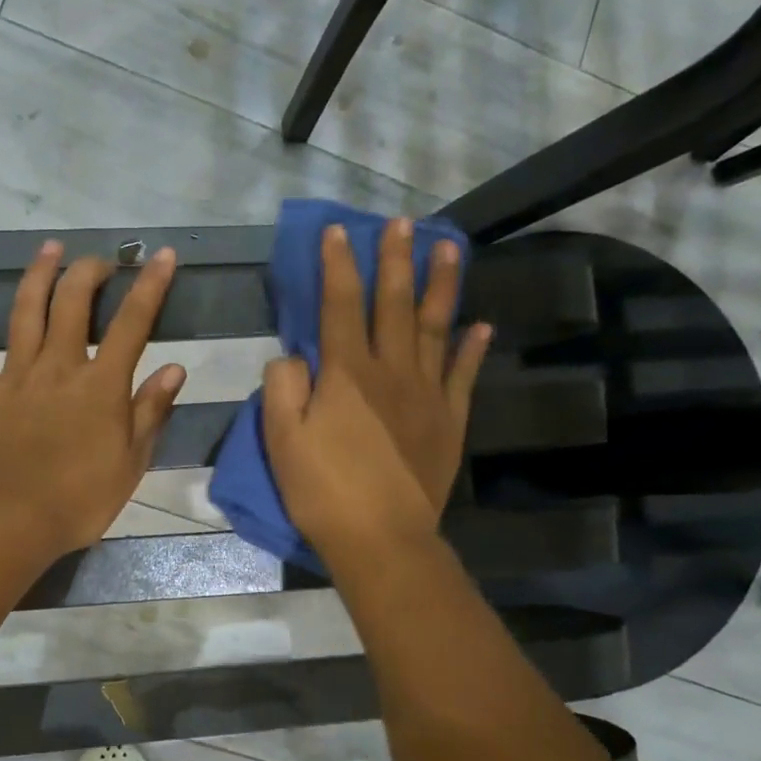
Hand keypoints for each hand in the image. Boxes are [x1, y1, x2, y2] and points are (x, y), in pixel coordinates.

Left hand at [0, 240, 185, 558]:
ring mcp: (17, 374)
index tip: (160, 255)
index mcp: (102, 384)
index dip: (149, 286)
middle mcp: (59, 366)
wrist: (9, 519)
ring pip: (27, 310)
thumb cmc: (78, 498)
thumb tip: (174, 368)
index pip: (133, 323)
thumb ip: (150, 412)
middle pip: (73, 303)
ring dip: (40, 274)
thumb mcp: (131, 462)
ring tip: (50, 248)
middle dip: (90, 272)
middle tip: (103, 261)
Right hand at [262, 219, 490, 563]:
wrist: (381, 539)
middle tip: (403, 222)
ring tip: (449, 248)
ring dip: (442, 286)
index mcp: (346, 374)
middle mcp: (391, 371)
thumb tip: (292, 354)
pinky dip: (471, 348)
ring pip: (435, 328)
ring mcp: (426, 394)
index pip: (339, 306)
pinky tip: (480, 325)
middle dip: (395, 260)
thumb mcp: (281, 440)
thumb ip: (282, 387)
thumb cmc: (323, 490)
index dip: (338, 265)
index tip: (338, 230)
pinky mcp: (449, 420)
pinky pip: (463, 375)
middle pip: (394, 305)